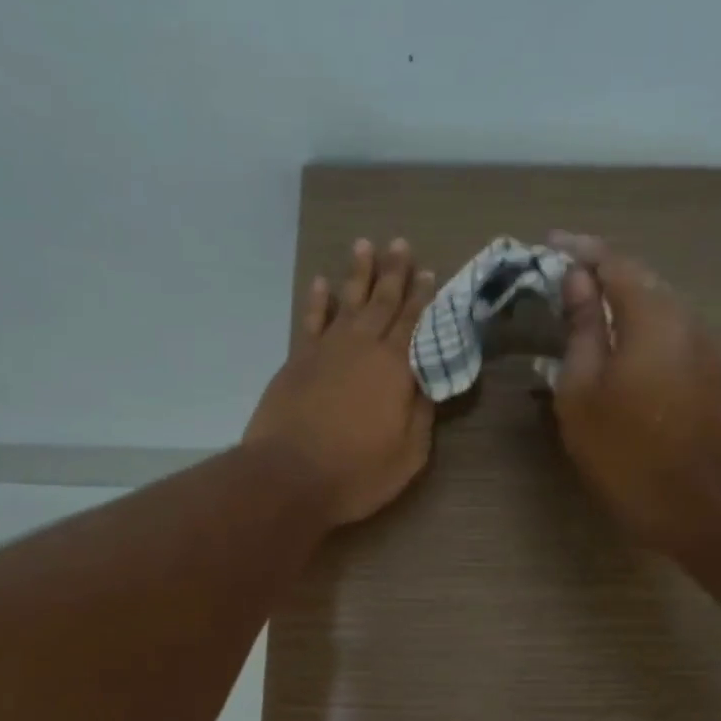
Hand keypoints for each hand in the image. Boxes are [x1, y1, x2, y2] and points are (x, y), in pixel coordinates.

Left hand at [245, 238, 436, 526]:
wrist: (290, 476)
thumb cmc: (357, 472)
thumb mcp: (409, 454)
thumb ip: (422, 415)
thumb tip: (427, 384)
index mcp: (396, 369)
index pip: (415, 324)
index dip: (423, 299)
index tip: (430, 273)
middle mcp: (363, 348)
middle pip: (382, 303)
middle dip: (394, 273)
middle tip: (401, 244)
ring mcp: (326, 351)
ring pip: (347, 302)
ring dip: (358, 274)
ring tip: (365, 246)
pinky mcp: (297, 361)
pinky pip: (311, 321)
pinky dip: (318, 300)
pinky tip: (322, 282)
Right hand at [550, 232, 720, 551]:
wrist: (688, 499)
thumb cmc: (622, 447)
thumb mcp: (582, 388)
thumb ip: (582, 327)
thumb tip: (578, 281)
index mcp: (652, 315)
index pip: (614, 262)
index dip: (580, 250)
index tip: (549, 243)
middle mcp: (685, 318)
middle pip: (641, 278)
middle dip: (602, 271)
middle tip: (564, 274)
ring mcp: (703, 345)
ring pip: (658, 305)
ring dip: (623, 299)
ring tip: (587, 306)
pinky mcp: (708, 371)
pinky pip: (669, 331)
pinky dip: (640, 325)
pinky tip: (619, 343)